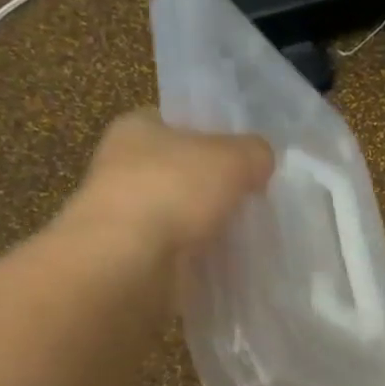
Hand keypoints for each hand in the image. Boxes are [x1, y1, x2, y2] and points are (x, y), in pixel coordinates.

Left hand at [61, 109, 273, 256]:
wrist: (128, 261)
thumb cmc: (175, 190)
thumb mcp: (233, 157)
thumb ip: (255, 153)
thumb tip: (262, 161)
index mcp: (136, 128)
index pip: (175, 122)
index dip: (210, 135)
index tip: (241, 157)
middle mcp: (122, 167)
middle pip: (179, 171)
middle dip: (212, 186)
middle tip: (252, 198)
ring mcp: (124, 216)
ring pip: (178, 215)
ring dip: (205, 225)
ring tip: (247, 235)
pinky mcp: (132, 258)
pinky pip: (175, 252)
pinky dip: (197, 257)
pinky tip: (226, 263)